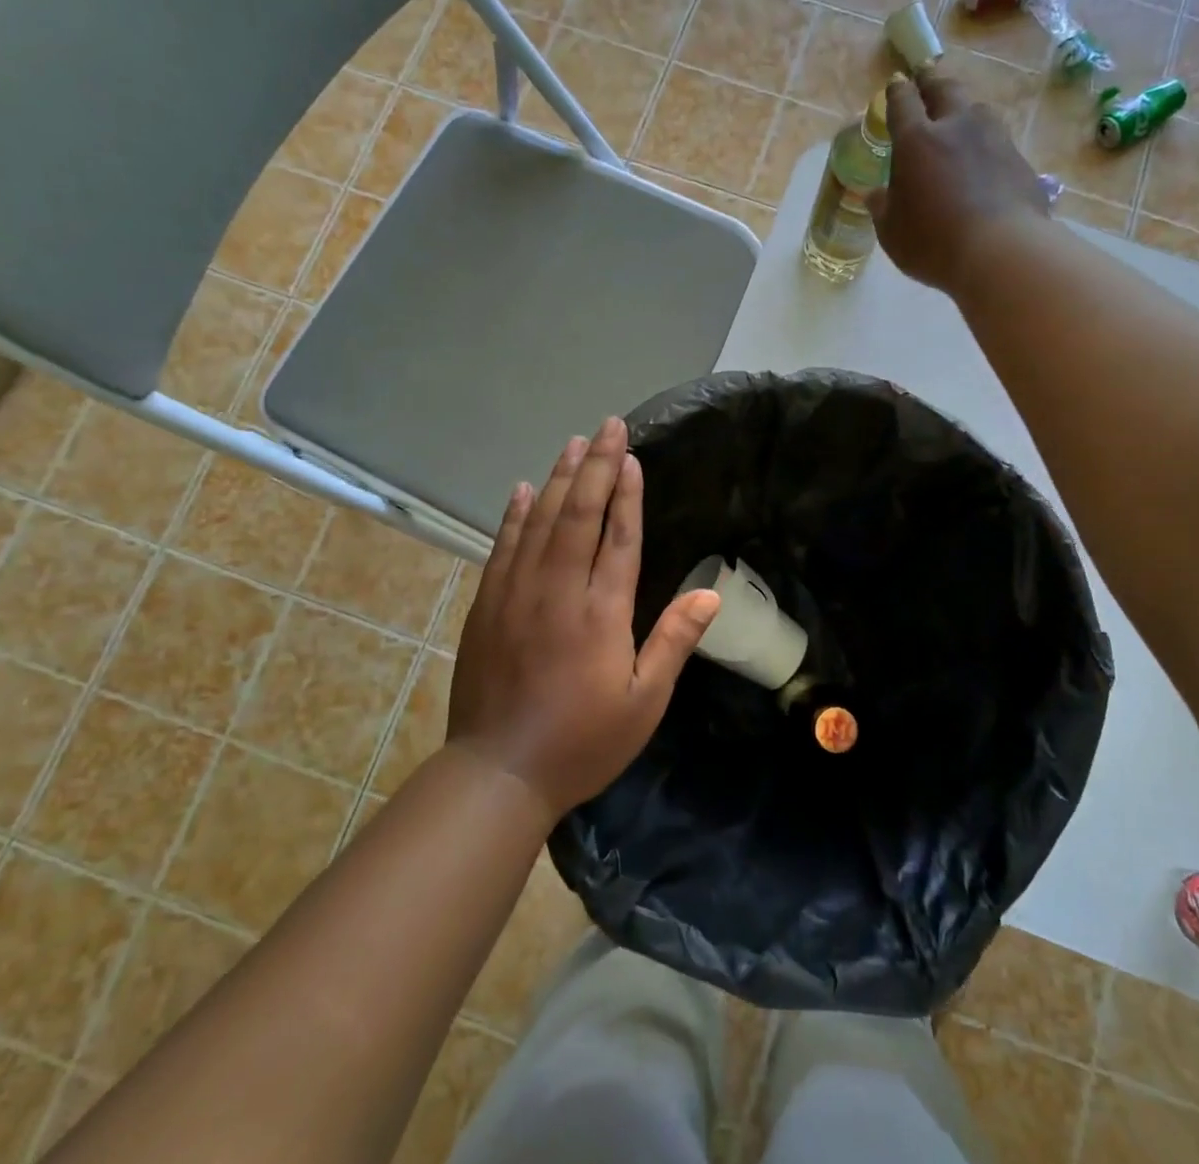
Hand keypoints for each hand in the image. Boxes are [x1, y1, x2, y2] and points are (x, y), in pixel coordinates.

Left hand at [447, 417, 721, 820]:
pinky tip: (524, 489)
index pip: (618, 536)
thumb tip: (710, 593)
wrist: (498, 772)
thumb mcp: (643, 702)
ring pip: (541, 521)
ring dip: (559, 478)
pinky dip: (515, 514)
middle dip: (596, 466)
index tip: (631, 455)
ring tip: (574, 443)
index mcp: (601, 612)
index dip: (627, 492)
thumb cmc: (582, 741)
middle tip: (607, 426)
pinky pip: (503, 546)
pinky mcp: (487, 604)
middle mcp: (558, 590)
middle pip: (579, 514)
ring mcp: (516, 593)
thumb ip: (674, 642)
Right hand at [873, 70, 1057, 292]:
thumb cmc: (932, 242)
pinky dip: (986, 144)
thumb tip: (875, 194)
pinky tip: (983, 159)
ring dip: (964, 110)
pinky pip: (997, 141)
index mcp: (916, 140)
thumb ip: (882, 208)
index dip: (897, 91)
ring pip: (977, 110)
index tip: (896, 84)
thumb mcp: (892, 232)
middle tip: (926, 78)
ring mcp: (993, 139)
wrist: (1000, 252)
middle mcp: (956, 127)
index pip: (903, 102)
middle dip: (932, 81)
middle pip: (945, 89)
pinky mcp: (1019, 159)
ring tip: (959, 119)